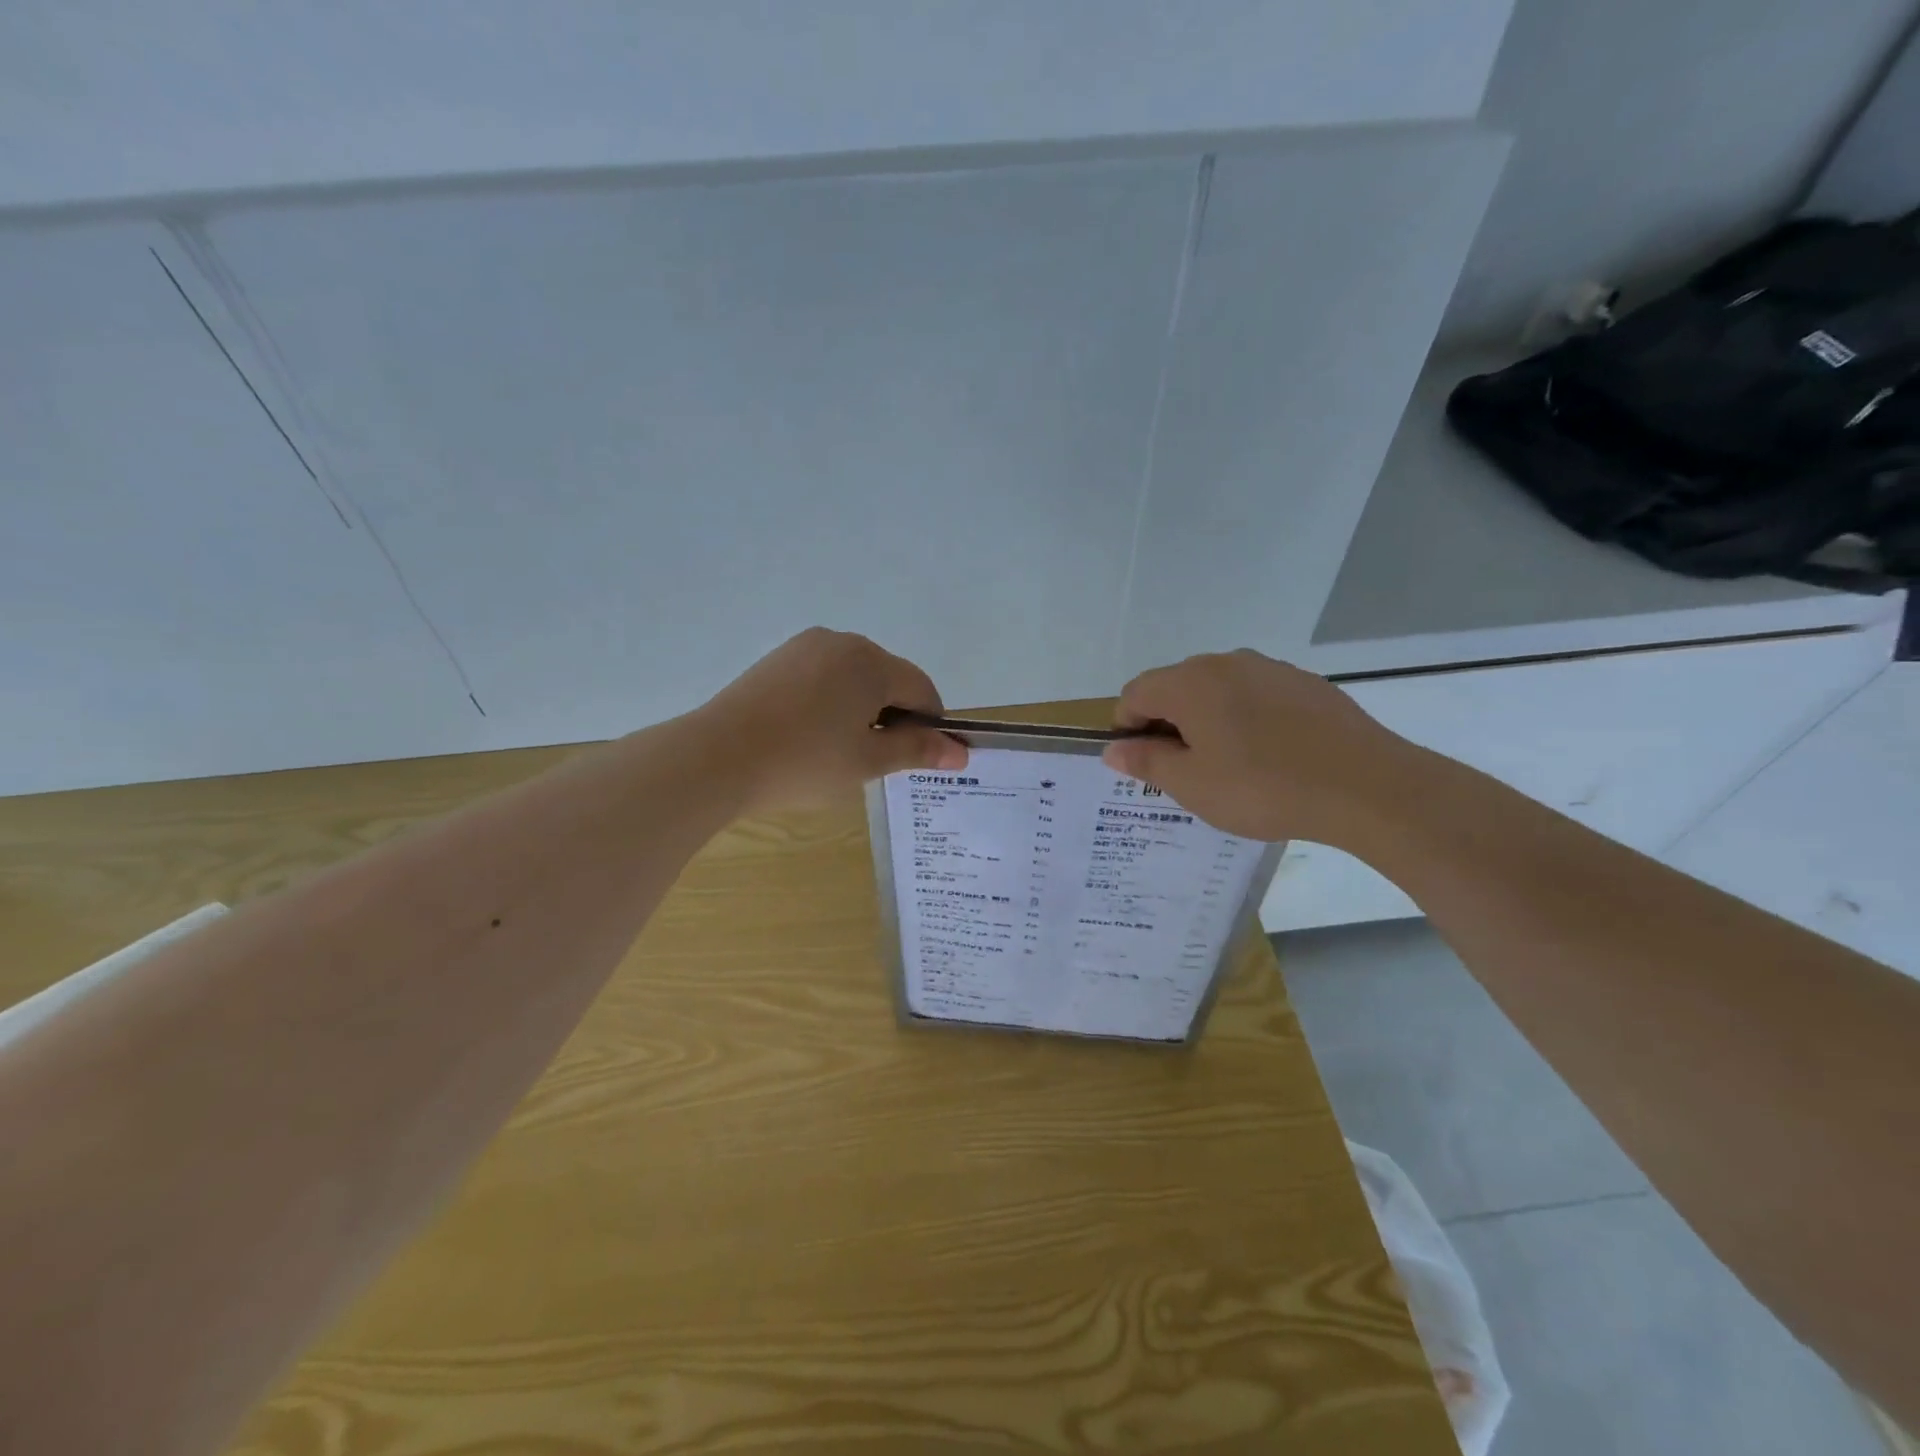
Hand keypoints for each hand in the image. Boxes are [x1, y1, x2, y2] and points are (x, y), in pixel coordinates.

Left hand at [697, 628, 967, 811]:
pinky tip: (811, 734)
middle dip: (894, 714)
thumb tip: (961, 751)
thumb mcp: (869, 761)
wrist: (717, 758)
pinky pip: (822, 676)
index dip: (931, 724)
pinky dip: (831, 701)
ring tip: (841, 750)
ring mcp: (804, 646)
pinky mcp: (777, 659)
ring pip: (854, 676)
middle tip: (878, 760)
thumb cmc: (805, 761)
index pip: (921, 689)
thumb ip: (917, 750)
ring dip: (862, 707)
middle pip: (888, 678)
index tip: (922, 758)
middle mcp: (842, 642)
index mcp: (872, 662)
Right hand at [1100, 649, 1423, 846]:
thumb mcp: (1192, 785)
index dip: (1128, 728)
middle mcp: (1226, 663)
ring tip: (1229, 765)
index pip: (1136, 694)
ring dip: (1208, 720)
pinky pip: (1257, 695)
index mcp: (1190, 683)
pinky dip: (1246, 718)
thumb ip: (1146, 762)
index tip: (1142, 764)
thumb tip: (1113, 750)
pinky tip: (1269, 755)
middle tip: (1183, 770)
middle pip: (1176, 687)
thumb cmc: (1263, 787)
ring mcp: (1271, 669)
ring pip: (1219, 690)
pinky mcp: (1306, 683)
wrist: (1366, 786)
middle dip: (1167, 723)